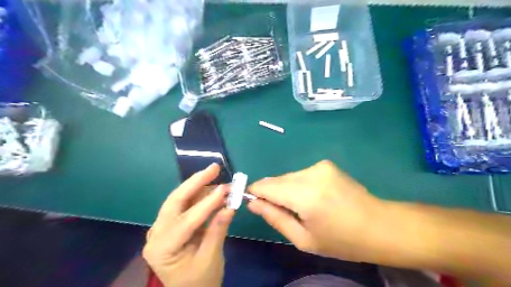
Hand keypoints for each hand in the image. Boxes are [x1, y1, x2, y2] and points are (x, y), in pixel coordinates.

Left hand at [142, 164, 232, 286]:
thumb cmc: (199, 281)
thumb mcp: (210, 259)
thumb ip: (218, 231)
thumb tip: (230, 206)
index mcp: (161, 249)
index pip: (186, 221)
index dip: (207, 203)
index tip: (225, 188)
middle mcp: (156, 234)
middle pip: (176, 201)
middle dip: (196, 182)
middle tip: (214, 168)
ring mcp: (162, 227)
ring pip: (180, 199)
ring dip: (200, 186)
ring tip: (218, 177)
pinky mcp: (171, 224)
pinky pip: (185, 205)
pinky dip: (200, 195)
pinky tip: (213, 189)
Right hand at [247, 161, 382, 262]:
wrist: (380, 225)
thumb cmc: (342, 240)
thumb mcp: (304, 239)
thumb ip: (275, 218)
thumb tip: (253, 203)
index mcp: (305, 196)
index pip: (266, 186)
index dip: (255, 192)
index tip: (253, 203)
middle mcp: (311, 174)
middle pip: (276, 180)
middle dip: (271, 193)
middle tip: (282, 212)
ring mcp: (319, 166)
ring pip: (288, 176)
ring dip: (286, 189)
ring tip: (301, 207)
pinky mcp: (326, 164)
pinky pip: (300, 174)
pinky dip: (298, 185)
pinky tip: (312, 197)